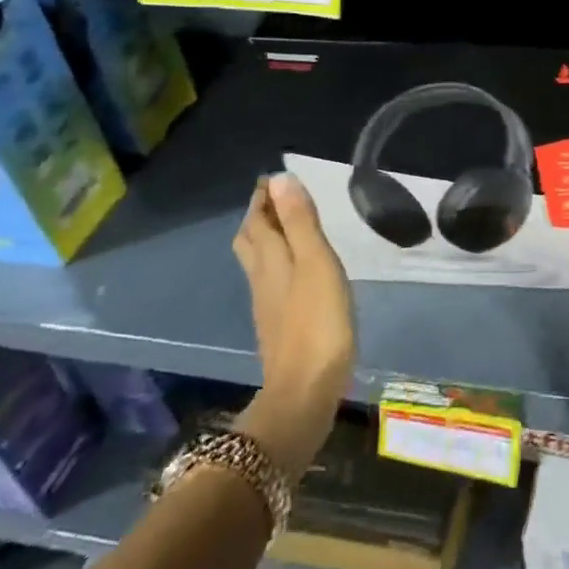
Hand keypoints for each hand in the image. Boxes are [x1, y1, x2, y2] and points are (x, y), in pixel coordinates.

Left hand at [231, 173, 355, 472]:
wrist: (305, 390)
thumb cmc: (317, 321)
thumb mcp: (316, 263)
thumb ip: (300, 222)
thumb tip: (280, 179)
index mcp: (270, 259)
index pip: (258, 219)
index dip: (263, 197)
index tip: (273, 177)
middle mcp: (262, 277)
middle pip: (251, 240)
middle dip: (260, 215)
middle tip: (277, 198)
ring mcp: (267, 304)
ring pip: (258, 261)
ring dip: (267, 237)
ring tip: (286, 226)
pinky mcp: (278, 324)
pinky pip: (271, 280)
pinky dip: (278, 262)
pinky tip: (297, 270)